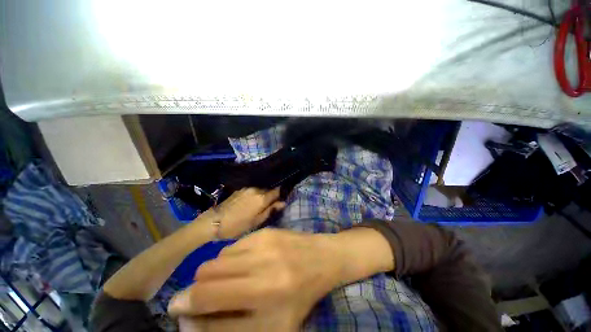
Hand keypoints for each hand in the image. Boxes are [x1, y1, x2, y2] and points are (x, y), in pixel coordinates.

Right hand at [168, 229, 344, 329]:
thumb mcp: (269, 327)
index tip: (176, 307)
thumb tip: (190, 321)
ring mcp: (264, 241)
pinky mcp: (266, 230)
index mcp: (265, 292)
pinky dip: (232, 258)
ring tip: (232, 280)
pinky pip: (234, 246)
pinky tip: (246, 263)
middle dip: (199, 287)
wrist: (321, 258)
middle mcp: (261, 263)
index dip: (185, 304)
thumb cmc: (299, 297)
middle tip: (207, 295)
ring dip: (216, 272)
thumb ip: (227, 327)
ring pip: (219, 257)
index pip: (208, 296)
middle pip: (206, 272)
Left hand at [207, 188, 284, 238]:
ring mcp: (247, 188)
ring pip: (261, 190)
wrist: (214, 221)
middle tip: (269, 206)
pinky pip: (253, 190)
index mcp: (262, 198)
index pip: (277, 191)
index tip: (280, 200)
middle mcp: (256, 190)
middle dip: (271, 196)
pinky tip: (250, 203)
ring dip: (262, 195)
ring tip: (259, 205)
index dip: (280, 195)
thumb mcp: (256, 221)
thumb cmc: (238, 225)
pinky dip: (255, 195)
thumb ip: (271, 210)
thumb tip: (283, 203)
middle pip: (269, 190)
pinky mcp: (240, 189)